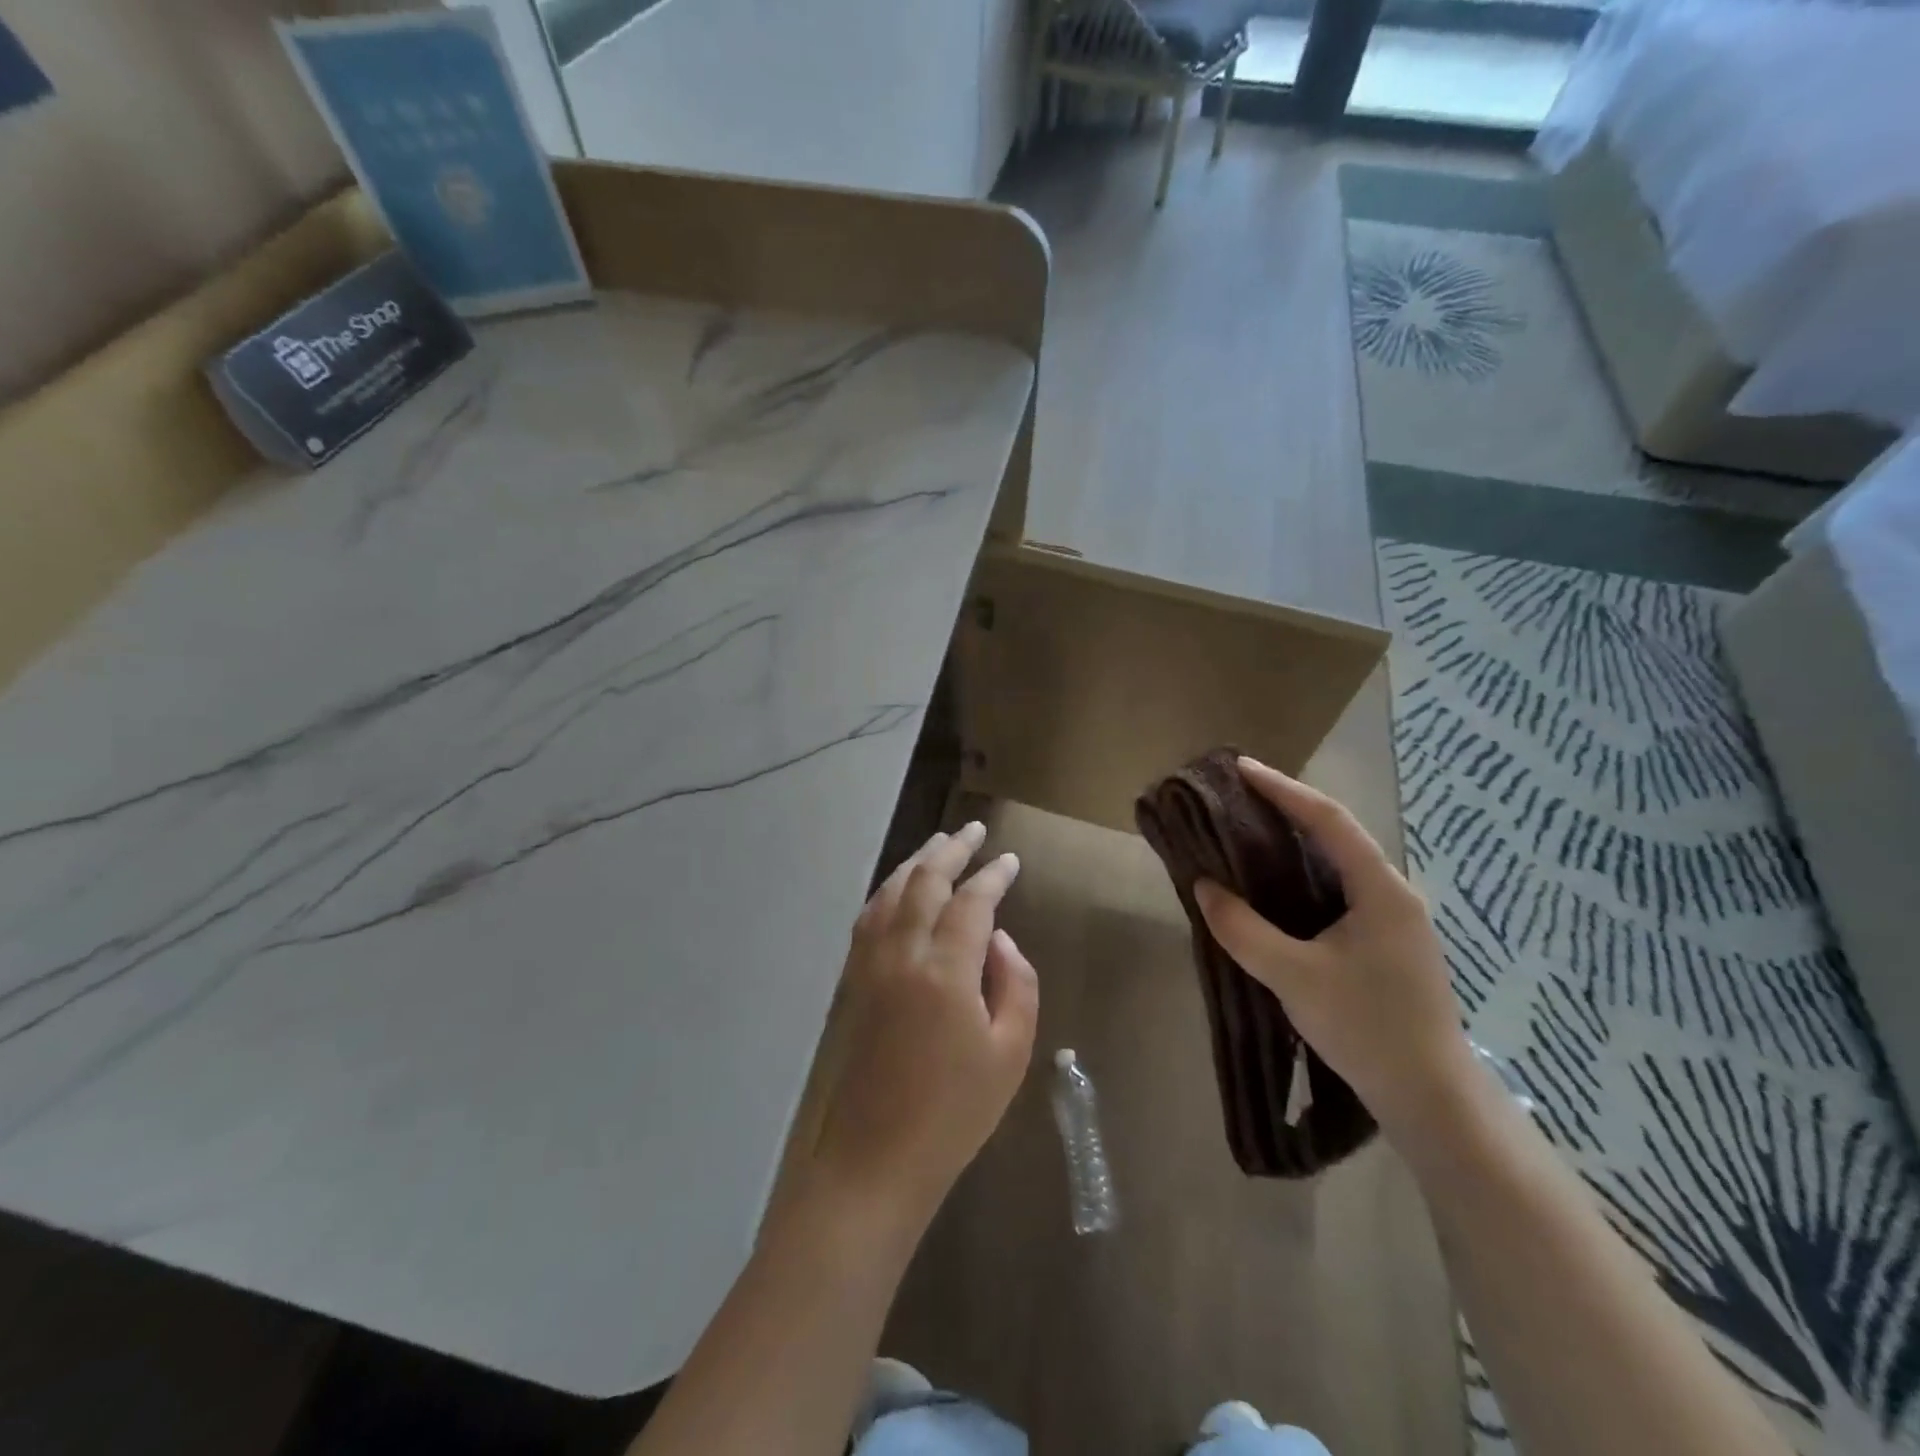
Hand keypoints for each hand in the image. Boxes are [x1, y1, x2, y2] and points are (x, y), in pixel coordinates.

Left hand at [804, 822, 1038, 1235]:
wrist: (877, 1158)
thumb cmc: (956, 1112)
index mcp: (945, 971)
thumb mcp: (1011, 1052)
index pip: (971, 902)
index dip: (993, 876)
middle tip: (974, 830)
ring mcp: (870, 965)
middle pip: (924, 881)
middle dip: (951, 849)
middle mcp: (902, 954)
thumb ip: (1016, 984)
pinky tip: (901, 888)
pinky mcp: (855, 981)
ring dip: (917, 862)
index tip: (1010, 860)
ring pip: (892, 892)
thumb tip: (1001, 939)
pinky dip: (890, 890)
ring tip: (940, 845)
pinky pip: (871, 916)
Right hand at [1193, 758, 1476, 1143]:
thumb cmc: (1366, 1028)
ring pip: (1339, 863)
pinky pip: (1340, 890)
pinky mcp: (1386, 943)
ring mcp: (1395, 919)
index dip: (1283, 789)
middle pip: (1337, 834)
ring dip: (1296, 842)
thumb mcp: (1293, 977)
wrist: (1431, 1098)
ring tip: (1249, 830)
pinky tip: (1276, 885)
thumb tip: (1204, 887)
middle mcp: (1394, 893)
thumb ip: (1243, 929)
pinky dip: (1304, 875)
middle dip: (1288, 808)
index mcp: (1381, 890)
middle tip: (1239, 796)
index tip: (1241, 768)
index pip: (1328, 820)